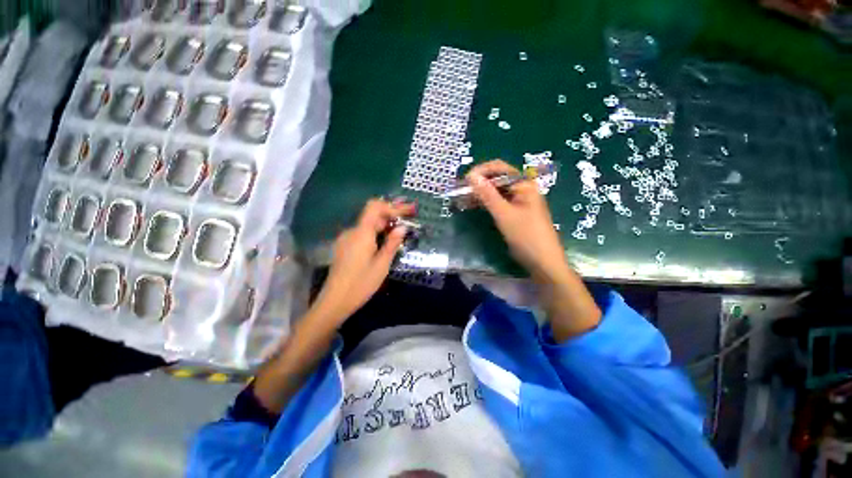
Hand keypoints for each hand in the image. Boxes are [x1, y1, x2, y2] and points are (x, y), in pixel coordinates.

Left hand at [314, 199, 414, 323]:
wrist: (335, 301)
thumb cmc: (361, 284)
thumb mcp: (382, 264)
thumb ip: (392, 243)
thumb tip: (402, 227)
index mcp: (361, 233)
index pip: (375, 207)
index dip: (393, 206)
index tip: (409, 210)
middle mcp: (352, 231)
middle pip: (372, 215)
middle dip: (392, 214)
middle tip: (409, 215)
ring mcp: (346, 239)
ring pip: (368, 224)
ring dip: (385, 224)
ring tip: (400, 227)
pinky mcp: (344, 246)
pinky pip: (362, 234)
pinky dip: (376, 232)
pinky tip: (385, 240)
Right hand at [467, 160, 569, 281]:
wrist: (542, 262)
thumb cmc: (526, 235)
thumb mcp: (504, 214)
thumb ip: (487, 194)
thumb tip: (471, 176)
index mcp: (524, 184)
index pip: (499, 168)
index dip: (481, 171)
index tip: (464, 181)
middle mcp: (521, 189)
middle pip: (497, 179)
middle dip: (478, 183)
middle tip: (460, 192)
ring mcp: (518, 201)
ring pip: (495, 191)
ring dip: (479, 194)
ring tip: (462, 199)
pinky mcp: (514, 212)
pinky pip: (497, 202)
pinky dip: (485, 203)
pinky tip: (472, 206)